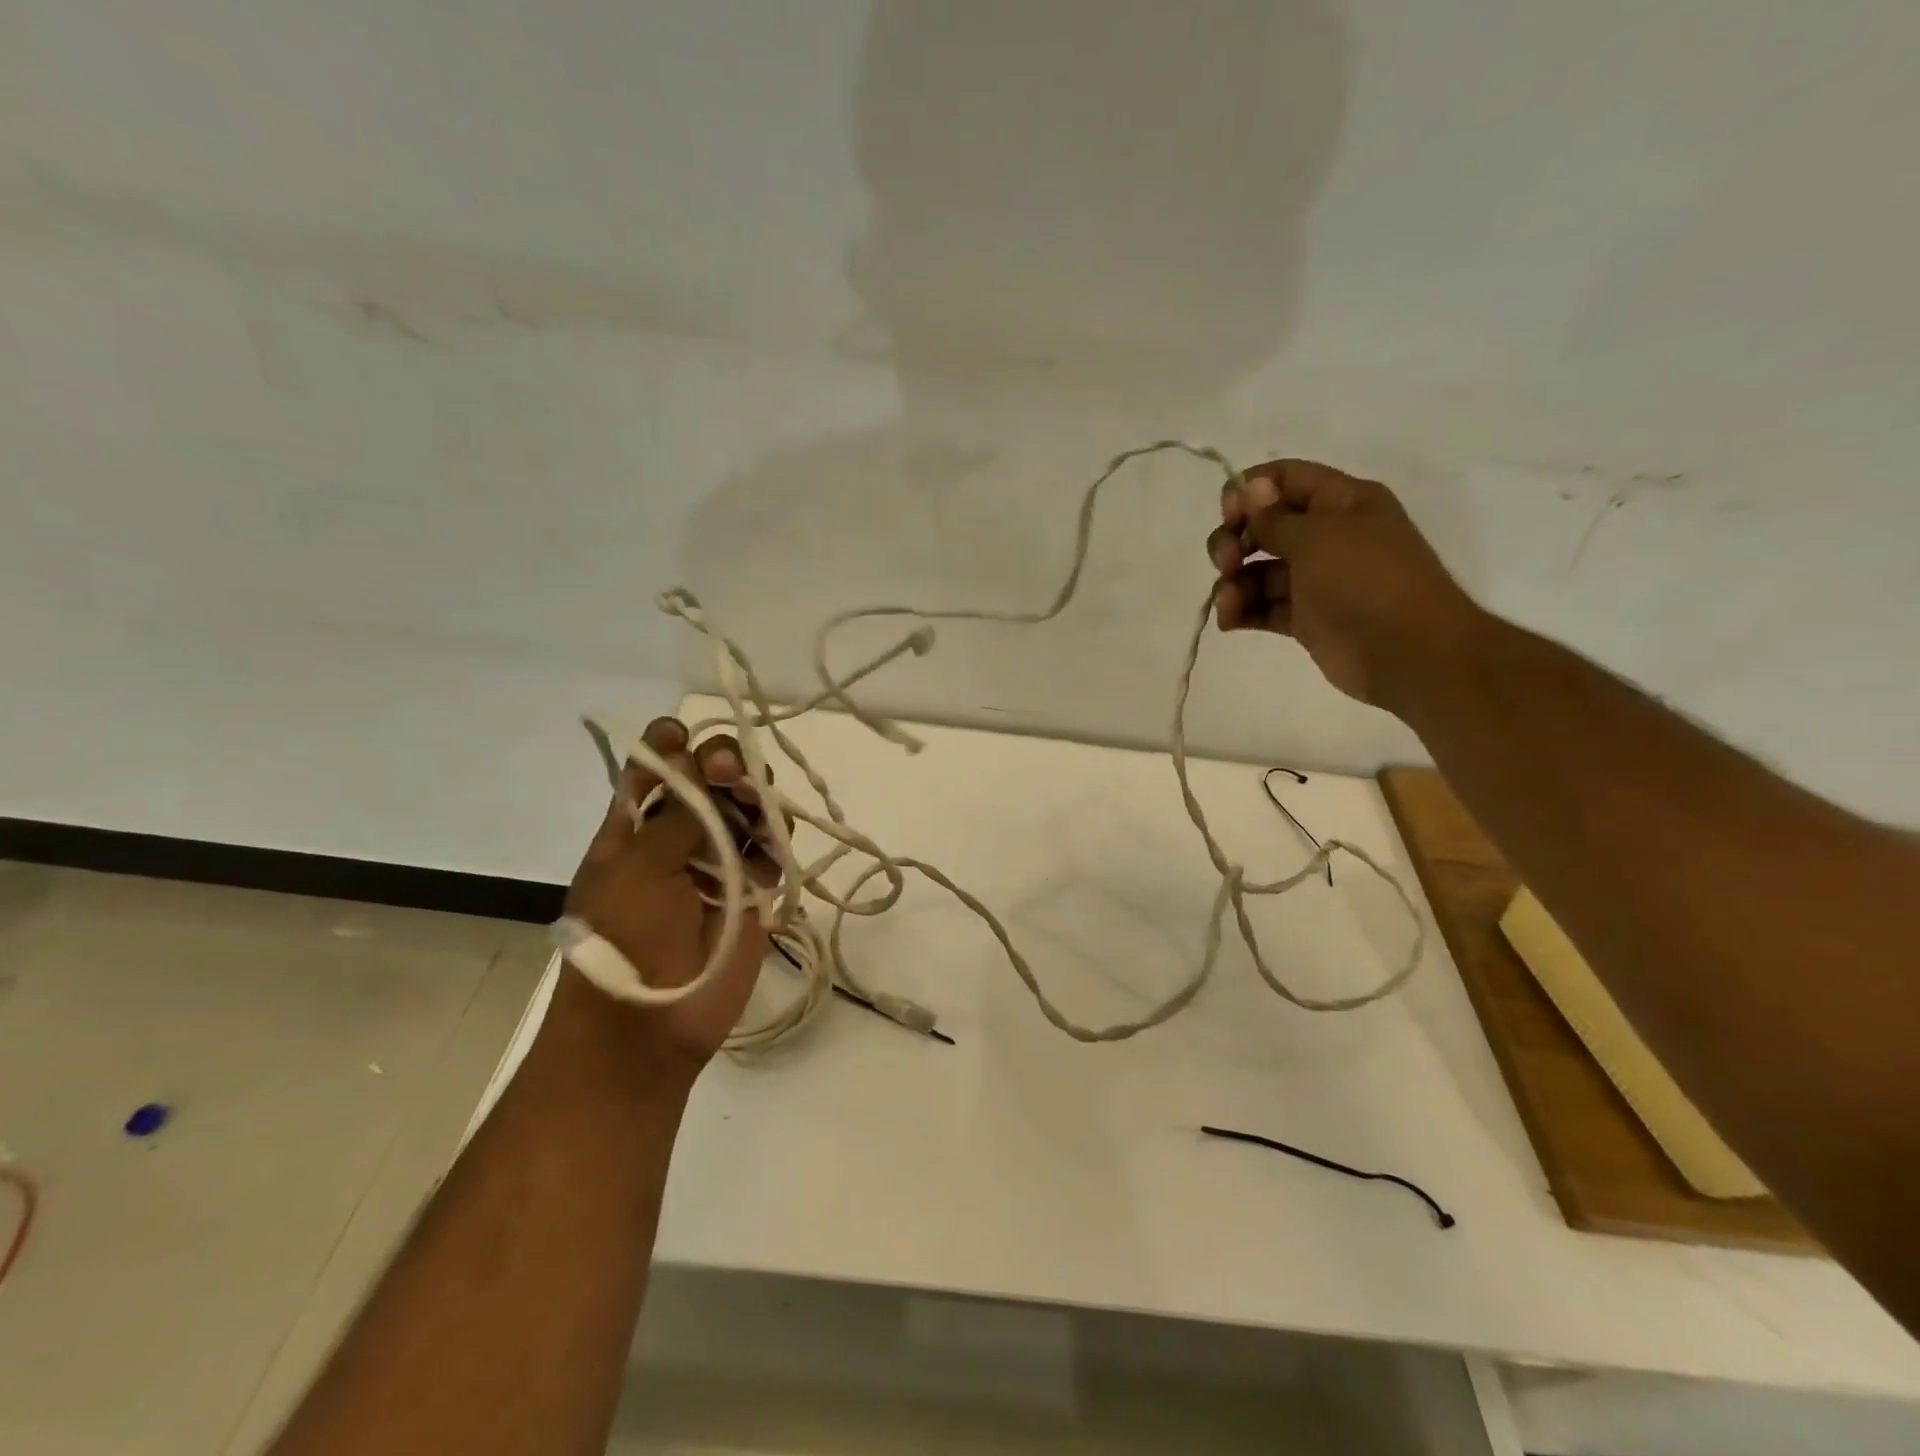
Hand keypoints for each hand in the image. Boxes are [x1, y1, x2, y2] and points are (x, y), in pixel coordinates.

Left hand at [556, 717, 778, 1080]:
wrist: (650, 1027)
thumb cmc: (626, 938)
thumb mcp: (637, 867)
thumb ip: (676, 811)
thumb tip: (696, 754)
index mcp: (636, 824)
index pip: (655, 766)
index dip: (671, 745)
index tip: (685, 739)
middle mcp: (681, 834)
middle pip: (711, 778)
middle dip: (723, 763)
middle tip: (729, 772)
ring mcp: (721, 860)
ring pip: (749, 807)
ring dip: (755, 795)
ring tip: (756, 804)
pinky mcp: (756, 888)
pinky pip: (774, 847)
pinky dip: (778, 837)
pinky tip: (772, 844)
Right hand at [1207, 459, 1481, 709]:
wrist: (1408, 652)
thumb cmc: (1367, 581)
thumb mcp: (1319, 538)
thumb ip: (1275, 517)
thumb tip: (1249, 487)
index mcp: (1342, 502)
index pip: (1285, 479)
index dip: (1249, 491)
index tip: (1227, 516)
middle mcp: (1327, 535)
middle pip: (1263, 526)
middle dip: (1234, 541)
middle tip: (1226, 563)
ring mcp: (1315, 579)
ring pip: (1258, 570)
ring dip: (1234, 583)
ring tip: (1229, 605)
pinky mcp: (1305, 618)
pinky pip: (1263, 606)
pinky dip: (1242, 611)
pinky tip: (1229, 621)